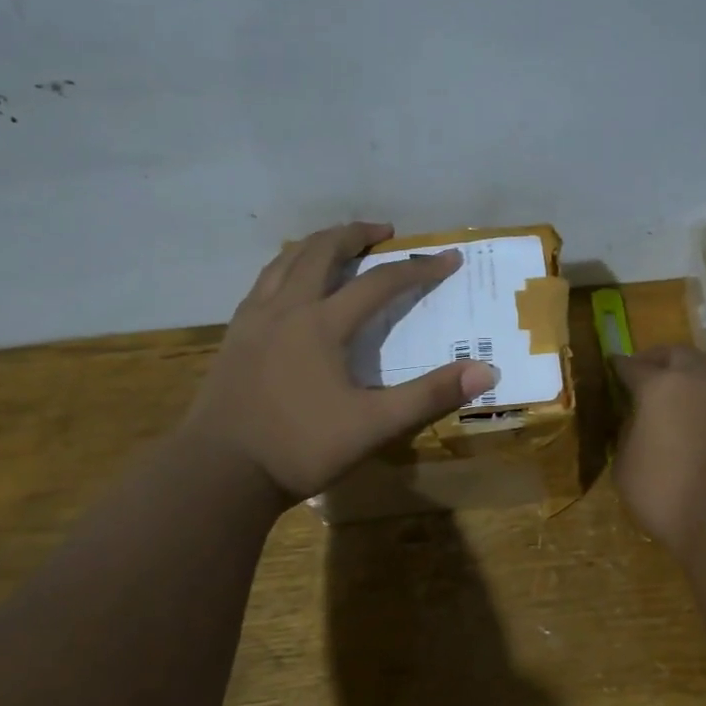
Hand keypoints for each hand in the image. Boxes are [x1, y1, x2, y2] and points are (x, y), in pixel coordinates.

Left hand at [186, 221, 496, 498]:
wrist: (219, 473)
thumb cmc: (300, 448)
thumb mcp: (373, 425)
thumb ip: (429, 395)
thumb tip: (486, 371)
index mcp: (321, 324)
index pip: (380, 283)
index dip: (419, 268)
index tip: (449, 259)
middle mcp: (286, 309)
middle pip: (322, 251)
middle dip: (356, 234)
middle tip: (383, 232)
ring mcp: (253, 320)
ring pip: (285, 261)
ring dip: (317, 244)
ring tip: (337, 245)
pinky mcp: (234, 337)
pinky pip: (263, 283)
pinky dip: (286, 268)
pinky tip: (290, 285)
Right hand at [613, 346, 705, 557]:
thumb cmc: (665, 491)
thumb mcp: (625, 466)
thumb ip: (627, 435)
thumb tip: (635, 422)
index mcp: (659, 386)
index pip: (632, 365)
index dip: (618, 366)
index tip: (611, 366)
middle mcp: (695, 383)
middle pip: (676, 354)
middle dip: (657, 358)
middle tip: (642, 372)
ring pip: (702, 374)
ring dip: (683, 378)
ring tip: (665, 399)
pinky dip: (699, 402)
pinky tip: (686, 423)